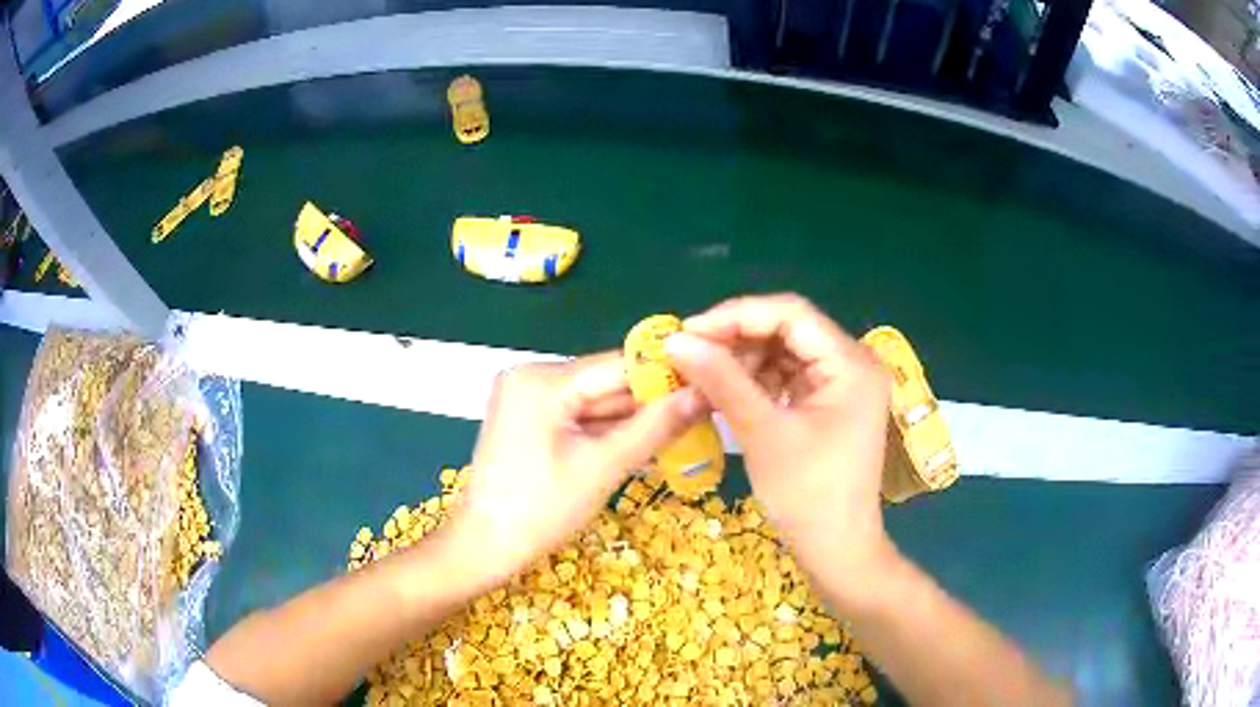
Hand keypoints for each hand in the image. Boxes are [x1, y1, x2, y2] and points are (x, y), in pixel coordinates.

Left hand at [445, 352, 703, 586]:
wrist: (484, 546)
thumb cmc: (540, 511)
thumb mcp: (603, 468)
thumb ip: (654, 427)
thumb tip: (705, 394)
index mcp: (541, 380)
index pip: (618, 366)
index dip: (667, 374)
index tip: (711, 383)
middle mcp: (530, 375)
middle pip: (606, 382)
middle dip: (651, 401)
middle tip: (703, 411)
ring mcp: (526, 396)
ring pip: (594, 400)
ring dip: (632, 418)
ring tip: (684, 426)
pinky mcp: (528, 417)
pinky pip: (578, 414)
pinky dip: (607, 429)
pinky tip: (642, 439)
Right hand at [665, 294, 897, 607]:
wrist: (837, 549)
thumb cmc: (807, 494)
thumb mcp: (762, 432)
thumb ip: (722, 380)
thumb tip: (676, 340)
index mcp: (851, 363)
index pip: (792, 314)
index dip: (737, 315)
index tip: (689, 330)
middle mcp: (853, 363)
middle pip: (789, 331)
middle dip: (737, 339)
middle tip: (689, 353)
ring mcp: (843, 384)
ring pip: (785, 353)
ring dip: (743, 360)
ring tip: (701, 373)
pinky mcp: (830, 403)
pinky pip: (788, 377)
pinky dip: (756, 381)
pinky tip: (726, 391)